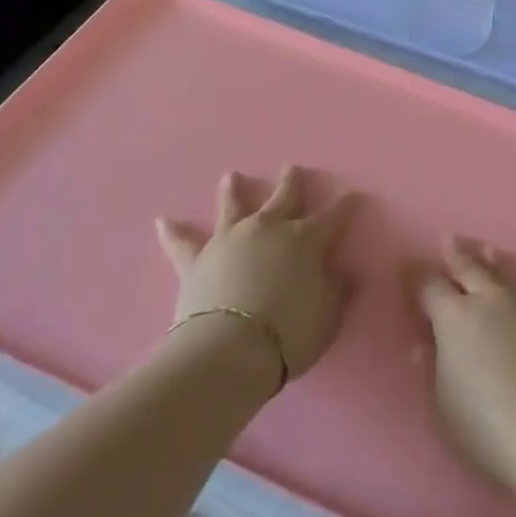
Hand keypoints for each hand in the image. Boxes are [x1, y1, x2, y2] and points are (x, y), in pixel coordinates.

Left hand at [156, 167, 356, 383]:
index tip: (352, 194)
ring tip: (230, 176)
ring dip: (232, 191)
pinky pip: (183, 242)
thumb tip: (349, 271)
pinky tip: (162, 221)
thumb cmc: (289, 333)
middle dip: (290, 182)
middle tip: (291, 167)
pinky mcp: (198, 259)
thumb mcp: (328, 316)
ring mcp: (230, 239)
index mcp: (305, 240)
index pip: (332, 217)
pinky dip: (173, 231)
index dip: (344, 206)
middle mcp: (268, 228)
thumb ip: (338, 290)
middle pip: (283, 198)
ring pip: (233, 206)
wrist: (231, 349)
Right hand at [418, 236, 515, 490]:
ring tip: (484, 251)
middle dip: (455, 253)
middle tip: (447, 240)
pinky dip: (515, 283)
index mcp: (454, 316)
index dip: (416, 277)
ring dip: (488, 260)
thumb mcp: (443, 405)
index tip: (408, 271)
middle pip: (468, 266)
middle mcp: (488, 298)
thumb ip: (433, 368)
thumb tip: (426, 344)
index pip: (429, 285)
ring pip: (502, 271)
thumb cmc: (488, 427)